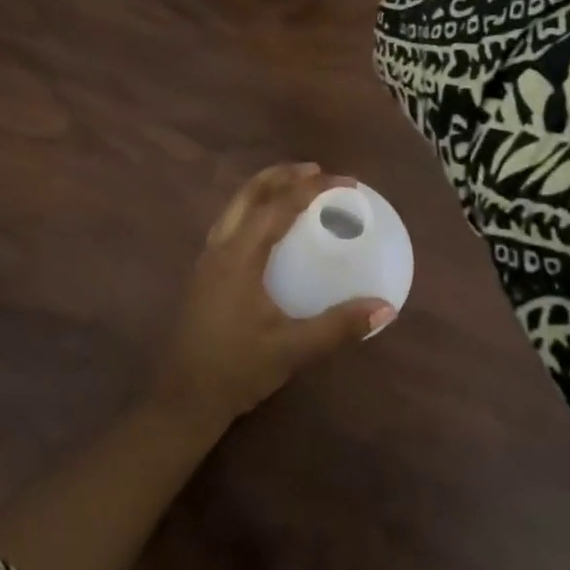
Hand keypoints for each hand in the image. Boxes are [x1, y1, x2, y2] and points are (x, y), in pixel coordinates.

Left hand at [151, 163, 395, 429]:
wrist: (183, 397)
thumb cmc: (237, 369)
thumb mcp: (292, 349)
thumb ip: (339, 327)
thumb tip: (385, 308)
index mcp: (239, 256)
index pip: (278, 207)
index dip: (312, 188)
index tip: (345, 181)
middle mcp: (219, 247)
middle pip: (249, 194)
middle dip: (282, 175)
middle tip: (317, 171)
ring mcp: (207, 259)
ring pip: (235, 206)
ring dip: (265, 189)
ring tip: (296, 189)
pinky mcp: (205, 273)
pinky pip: (230, 223)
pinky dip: (254, 210)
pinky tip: (269, 228)